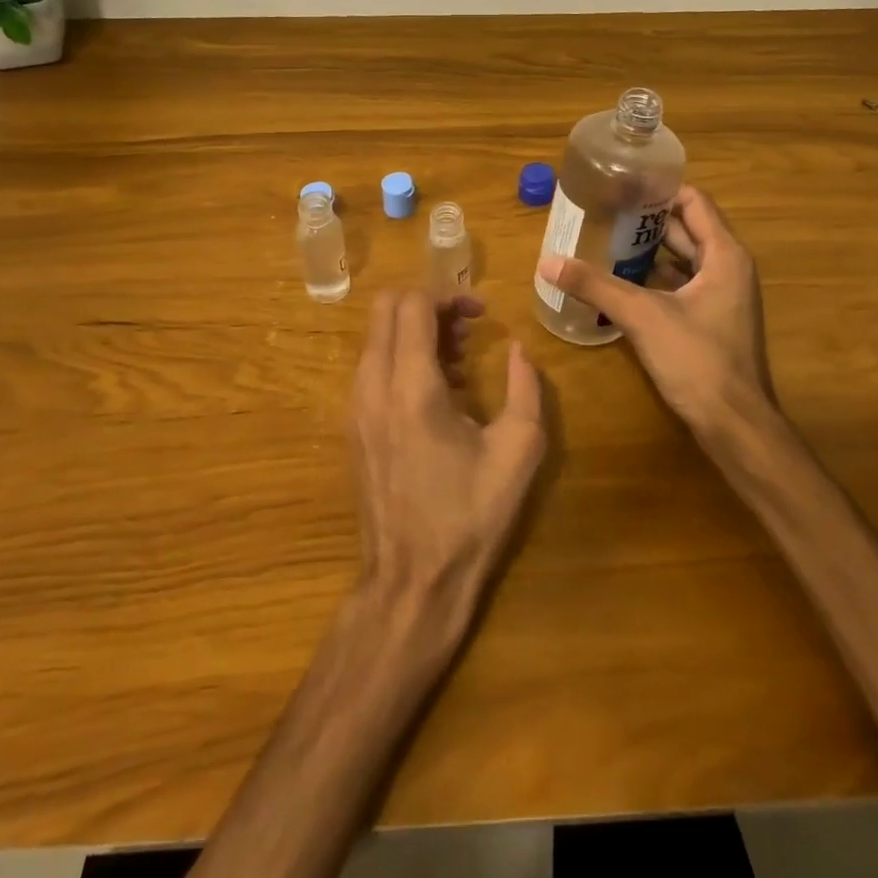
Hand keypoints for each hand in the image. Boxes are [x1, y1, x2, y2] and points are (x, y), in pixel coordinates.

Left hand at [348, 290, 545, 647]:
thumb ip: (526, 389)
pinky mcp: (352, 427)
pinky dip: (401, 359)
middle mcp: (372, 387)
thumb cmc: (469, 518)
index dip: (448, 295)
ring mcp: (354, 408)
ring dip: (414, 333)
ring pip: (376, 337)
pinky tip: (438, 394)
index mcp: (412, 388)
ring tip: (459, 363)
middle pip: (385, 309)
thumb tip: (519, 350)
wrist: (411, 583)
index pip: (412, 304)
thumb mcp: (518, 452)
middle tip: (467, 331)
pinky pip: (372, 368)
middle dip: (428, 306)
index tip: (481, 314)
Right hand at [538, 185, 773, 437]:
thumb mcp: (642, 316)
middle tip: (601, 211)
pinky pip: (680, 286)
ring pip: (681, 260)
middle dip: (645, 219)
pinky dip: (653, 279)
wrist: (735, 426)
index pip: (693, 202)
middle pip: (685, 229)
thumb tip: (547, 261)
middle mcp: (729, 268)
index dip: (659, 189)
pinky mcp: (711, 321)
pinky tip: (619, 282)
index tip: (621, 184)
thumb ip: (595, 286)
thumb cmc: (698, 360)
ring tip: (603, 241)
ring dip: (647, 250)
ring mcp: (722, 297)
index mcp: (725, 255)